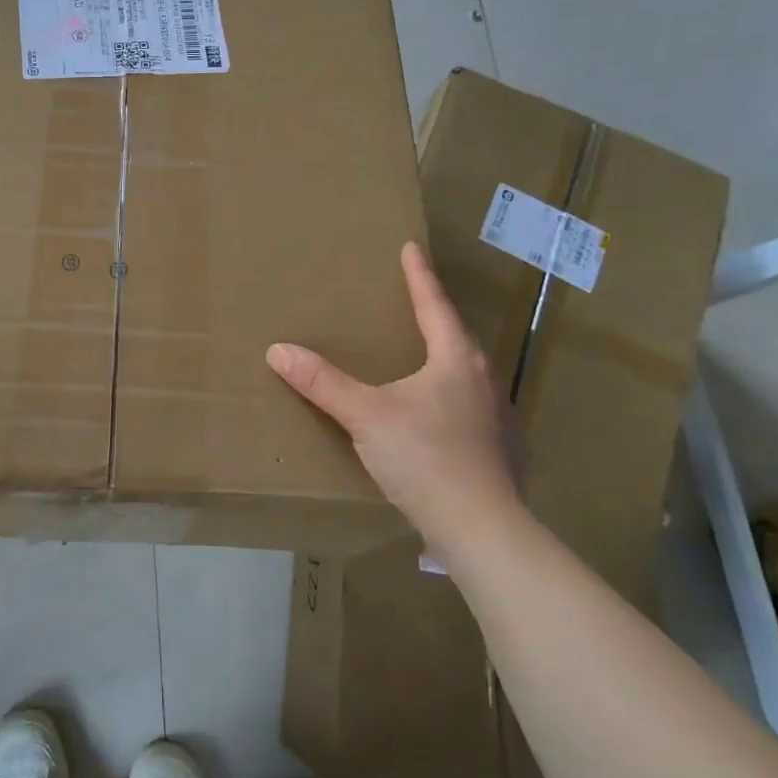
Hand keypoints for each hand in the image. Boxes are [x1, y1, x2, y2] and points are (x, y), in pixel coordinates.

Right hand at [266, 241, 520, 561]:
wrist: (482, 530)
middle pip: (458, 337)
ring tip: (424, 358)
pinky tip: (438, 417)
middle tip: (415, 302)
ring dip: (446, 360)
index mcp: (457, 361)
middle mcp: (485, 381)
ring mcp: (498, 418)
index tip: (411, 248)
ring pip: (468, 375)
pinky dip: (451, 399)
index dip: (420, 276)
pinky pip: (471, 408)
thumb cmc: (426, 458)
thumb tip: (278, 350)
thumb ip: (323, 383)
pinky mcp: (499, 451)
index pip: (435, 305)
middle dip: (436, 317)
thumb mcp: (366, 416)